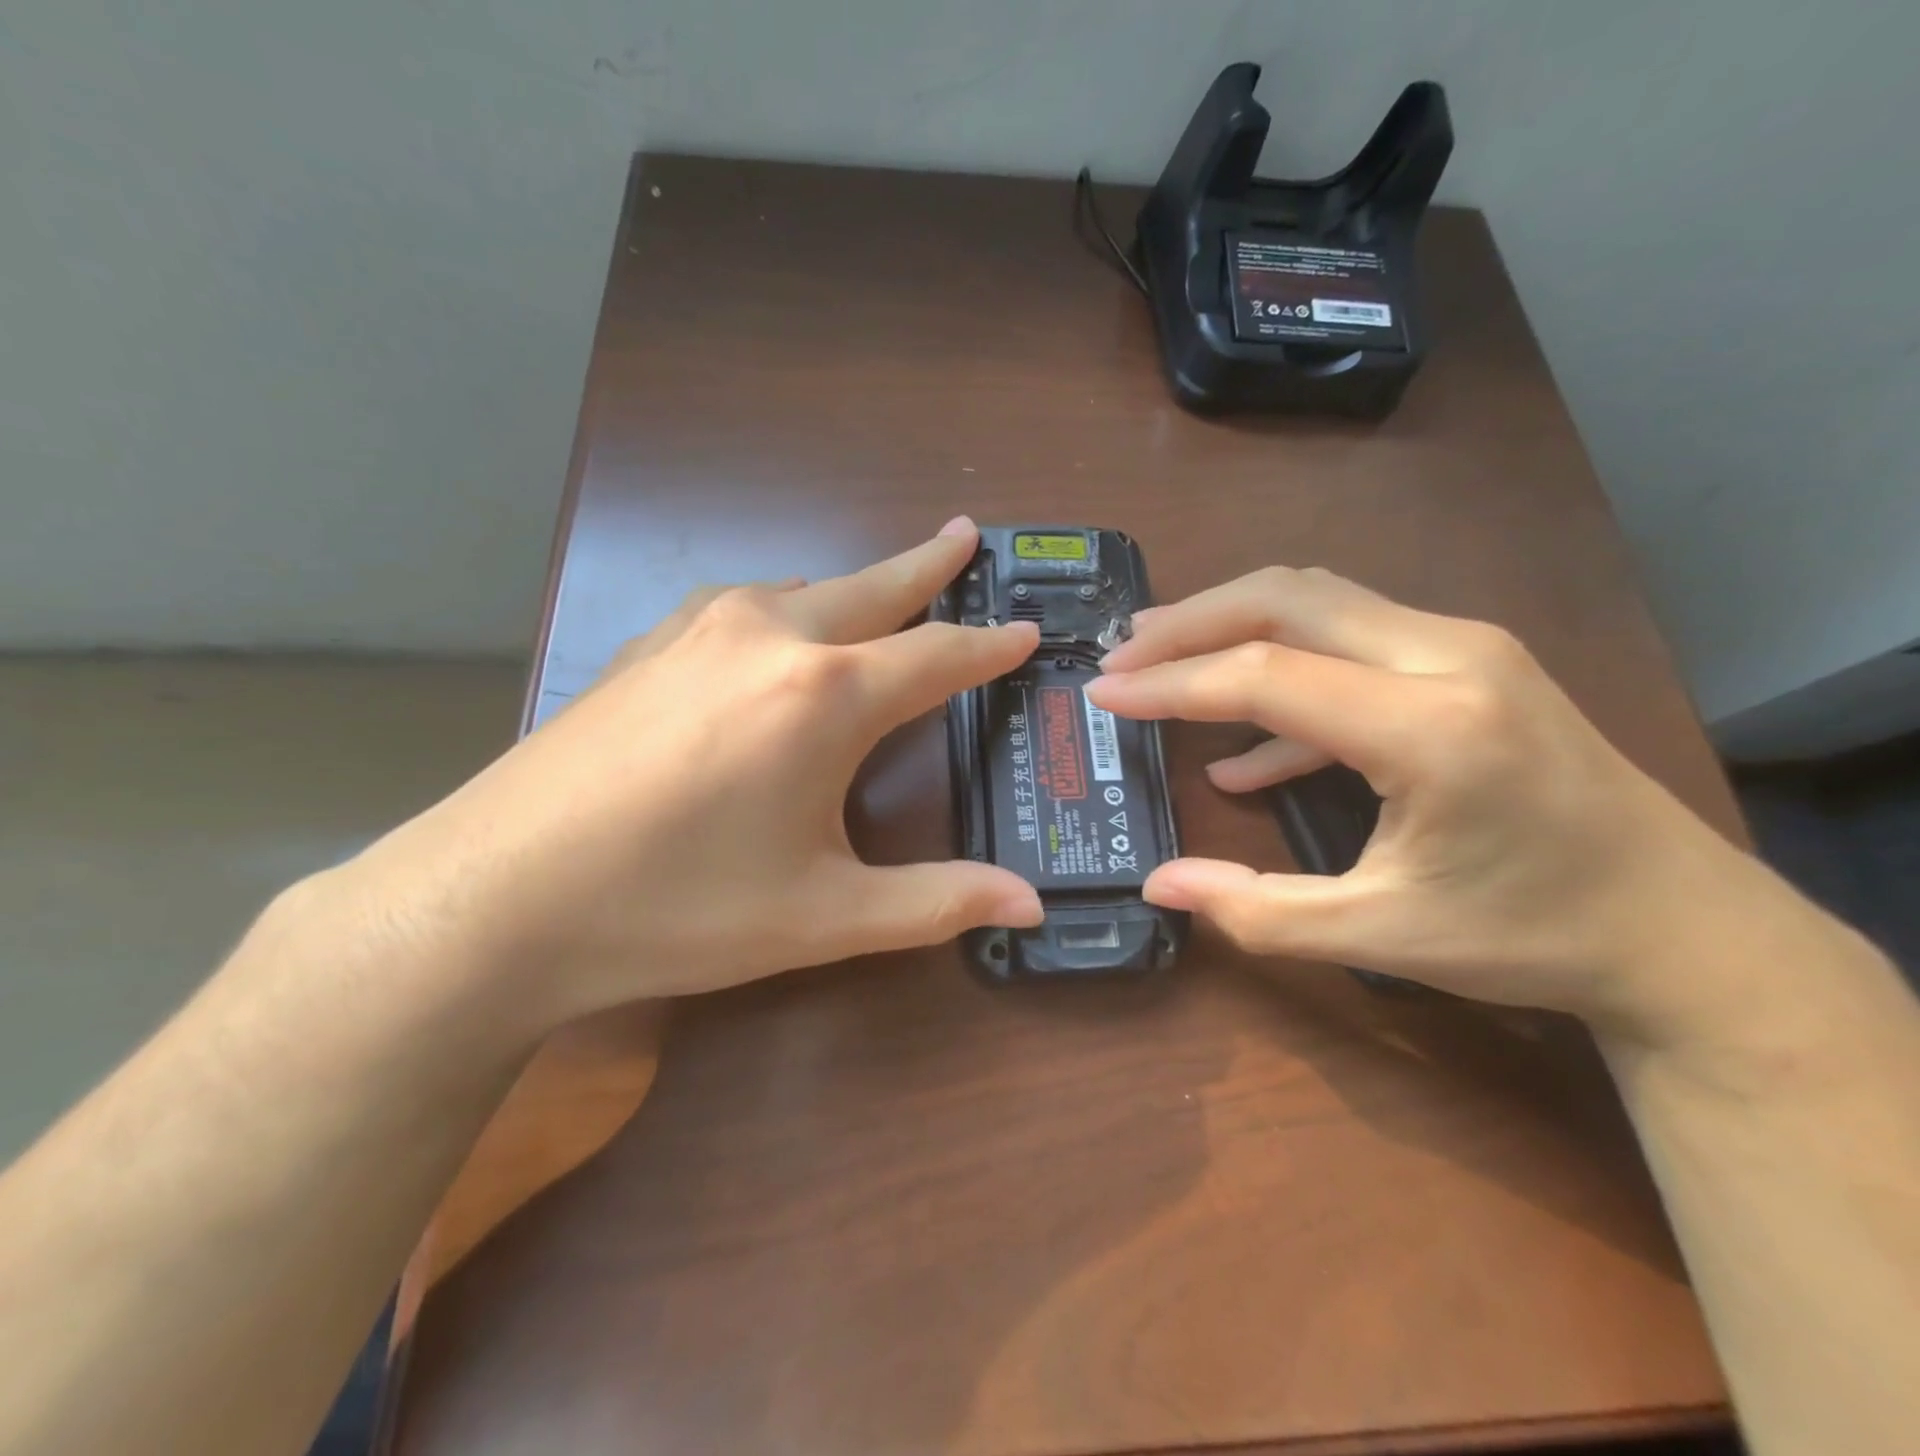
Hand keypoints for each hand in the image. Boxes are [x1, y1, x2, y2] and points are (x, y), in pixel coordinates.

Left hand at [332, 519, 1042, 1025]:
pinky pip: (740, 605)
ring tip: (884, 591)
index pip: (936, 657)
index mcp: (825, 695)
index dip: (989, 648)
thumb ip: (937, 902)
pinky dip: (784, 605)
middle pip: (872, 587)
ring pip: (803, 589)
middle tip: (966, 536)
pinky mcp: (645, 645)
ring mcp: (697, 631)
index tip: (1025, 631)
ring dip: (853, 587)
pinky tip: (776, 627)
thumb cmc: (676, 910)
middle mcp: (768, 637)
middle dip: (928, 565)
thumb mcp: (824, 917)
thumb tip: (1033, 905)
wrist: (495, 900)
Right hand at [1086, 567, 1778, 1042]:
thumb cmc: (1533, 936)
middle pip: (1290, 597)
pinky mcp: (1469, 662)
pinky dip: (1283, 675)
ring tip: (1159, 661)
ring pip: (1319, 600)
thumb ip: (1256, 911)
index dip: (1171, 683)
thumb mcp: (1382, 937)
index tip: (1104, 693)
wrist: (1686, 930)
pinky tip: (1242, 749)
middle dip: (1191, 621)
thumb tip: (1158, 886)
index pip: (1266, 673)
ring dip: (1230, 624)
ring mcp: (1466, 649)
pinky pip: (1351, 644)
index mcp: (1431, 728)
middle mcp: (1451, 657)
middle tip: (1123, 654)